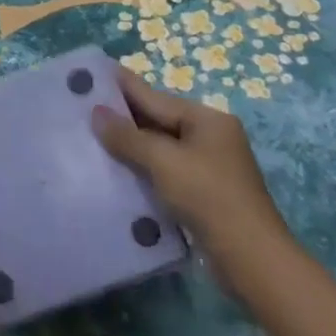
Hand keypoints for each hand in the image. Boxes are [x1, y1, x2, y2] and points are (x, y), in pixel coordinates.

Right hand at [93, 67, 298, 298]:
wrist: (253, 261)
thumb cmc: (209, 198)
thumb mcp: (164, 162)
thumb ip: (128, 136)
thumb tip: (97, 113)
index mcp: (207, 120)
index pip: (156, 97)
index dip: (123, 86)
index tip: (93, 74)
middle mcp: (210, 137)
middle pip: (159, 120)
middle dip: (123, 117)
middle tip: (82, 107)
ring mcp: (209, 166)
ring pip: (160, 147)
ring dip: (130, 145)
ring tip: (91, 138)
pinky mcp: (205, 194)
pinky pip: (166, 171)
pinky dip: (143, 169)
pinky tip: (116, 172)